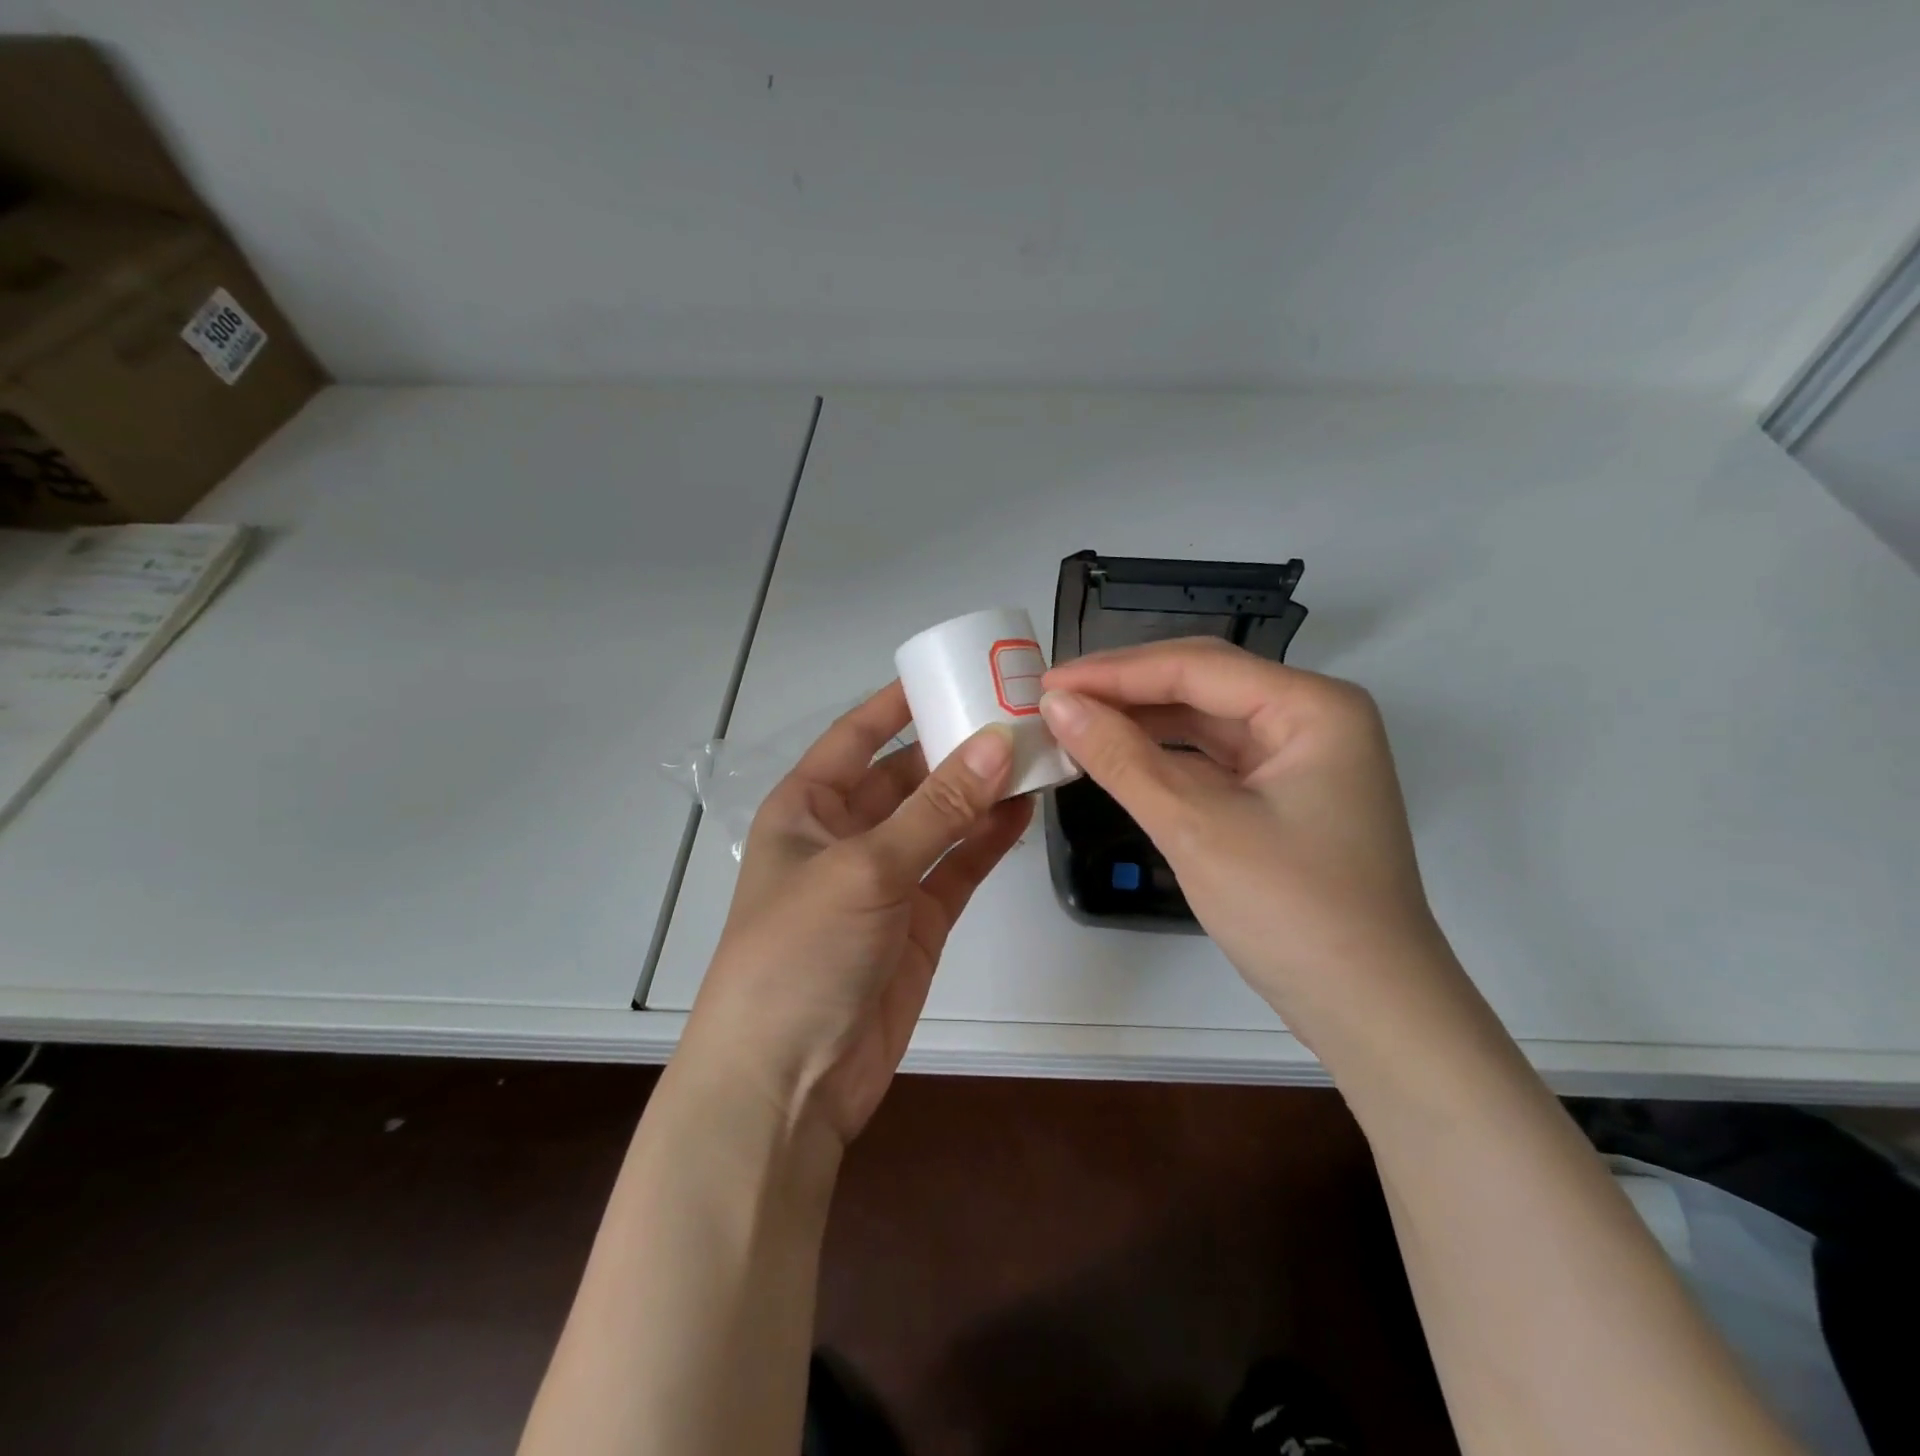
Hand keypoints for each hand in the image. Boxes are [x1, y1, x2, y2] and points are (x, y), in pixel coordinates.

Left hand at [680, 683, 1031, 1147]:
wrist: (788, 1081)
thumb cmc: (800, 953)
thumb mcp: (865, 868)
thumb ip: (937, 808)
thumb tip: (998, 744)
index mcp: (808, 807)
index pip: (857, 735)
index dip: (900, 702)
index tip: (953, 670)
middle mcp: (846, 834)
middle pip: (907, 774)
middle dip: (954, 745)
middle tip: (1016, 712)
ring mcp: (886, 878)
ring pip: (940, 819)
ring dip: (980, 790)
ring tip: (1034, 753)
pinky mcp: (919, 919)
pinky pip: (958, 865)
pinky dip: (989, 838)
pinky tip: (1026, 809)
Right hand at [1040, 638, 1460, 1049]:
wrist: (1369, 1010)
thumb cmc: (1291, 910)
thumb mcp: (1195, 827)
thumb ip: (1122, 759)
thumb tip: (1056, 706)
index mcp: (1312, 706)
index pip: (1196, 667)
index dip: (1114, 672)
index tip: (1047, 685)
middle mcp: (1313, 718)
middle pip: (1203, 685)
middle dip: (1126, 692)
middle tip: (1054, 702)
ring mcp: (1301, 758)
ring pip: (1205, 722)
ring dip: (1141, 724)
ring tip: (1075, 726)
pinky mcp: (1285, 795)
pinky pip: (1214, 759)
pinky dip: (1165, 759)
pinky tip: (1119, 759)